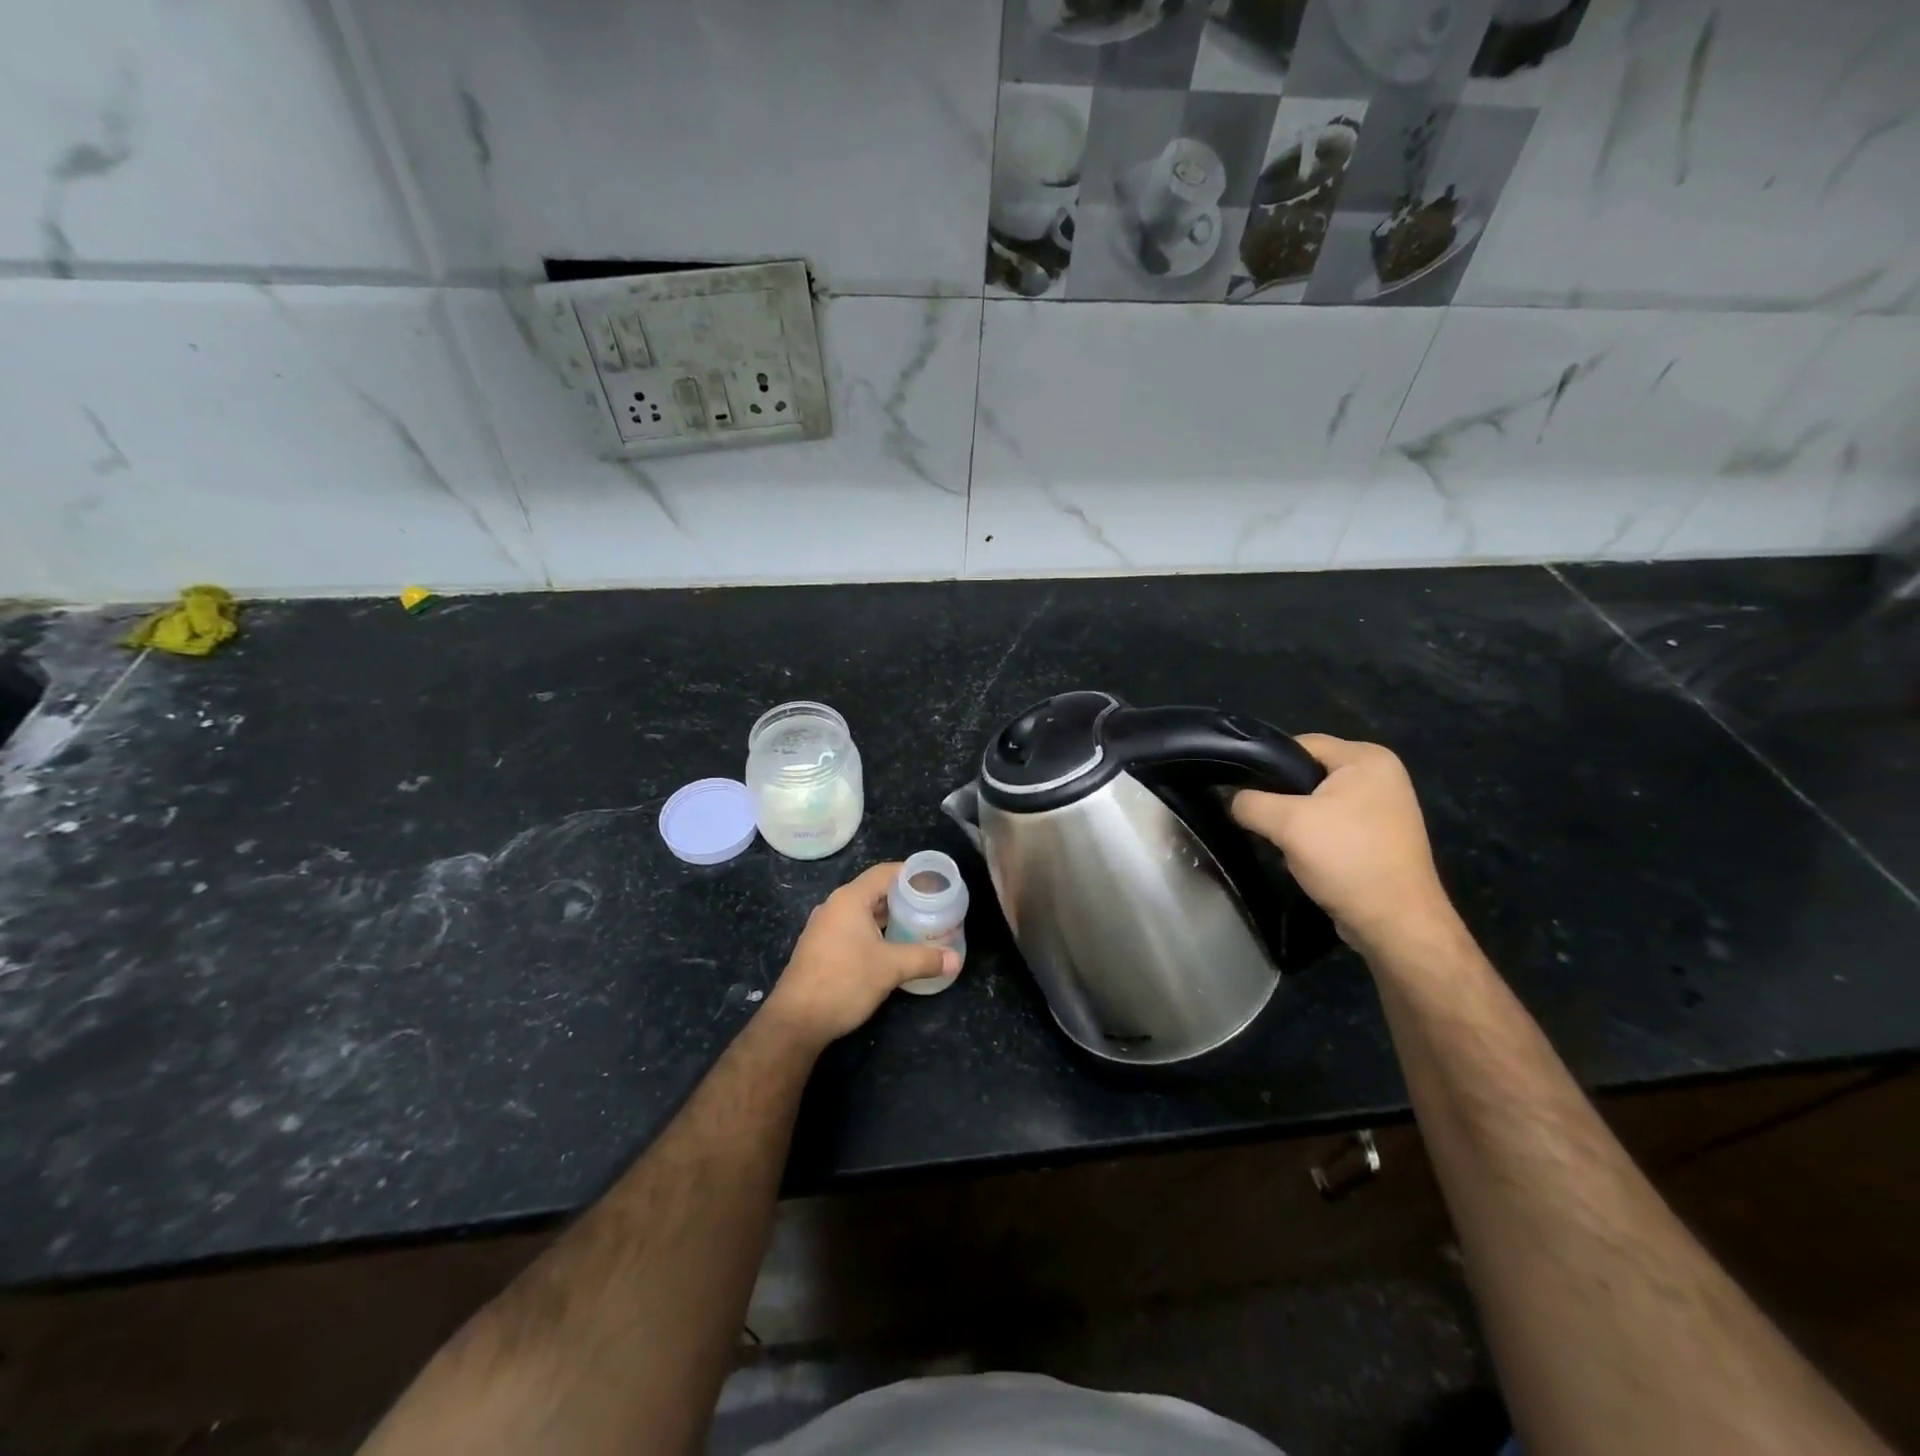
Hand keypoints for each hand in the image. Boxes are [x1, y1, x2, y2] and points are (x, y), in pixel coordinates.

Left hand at [762, 863, 960, 1048]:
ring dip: (889, 917)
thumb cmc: (844, 982)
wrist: (796, 1021)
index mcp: (850, 899)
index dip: (911, 873)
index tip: (936, 881)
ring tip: (918, 925)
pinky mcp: (821, 948)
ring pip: (864, 912)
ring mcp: (825, 927)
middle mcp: (835, 906)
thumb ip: (925, 959)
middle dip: (904, 897)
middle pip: (875, 891)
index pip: (885, 872)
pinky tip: (892, 947)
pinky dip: (875, 931)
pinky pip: (853, 929)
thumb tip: (956, 960)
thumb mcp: (891, 968)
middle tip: (933, 905)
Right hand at [1232, 734, 1458, 957]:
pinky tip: (1300, 856)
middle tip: (1258, 820)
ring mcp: (1383, 808)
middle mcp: (1380, 775)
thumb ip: (1250, 803)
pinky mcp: (1378, 837)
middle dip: (1280, 797)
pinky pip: (1332, 824)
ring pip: (1317, 801)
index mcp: (1367, 758)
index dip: (1266, 765)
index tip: (1242, 791)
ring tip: (1278, 840)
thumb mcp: (1287, 824)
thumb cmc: (1347, 859)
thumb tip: (1233, 800)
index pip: (1300, 745)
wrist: (1395, 924)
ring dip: (1294, 820)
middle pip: (1308, 773)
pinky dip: (1313, 837)